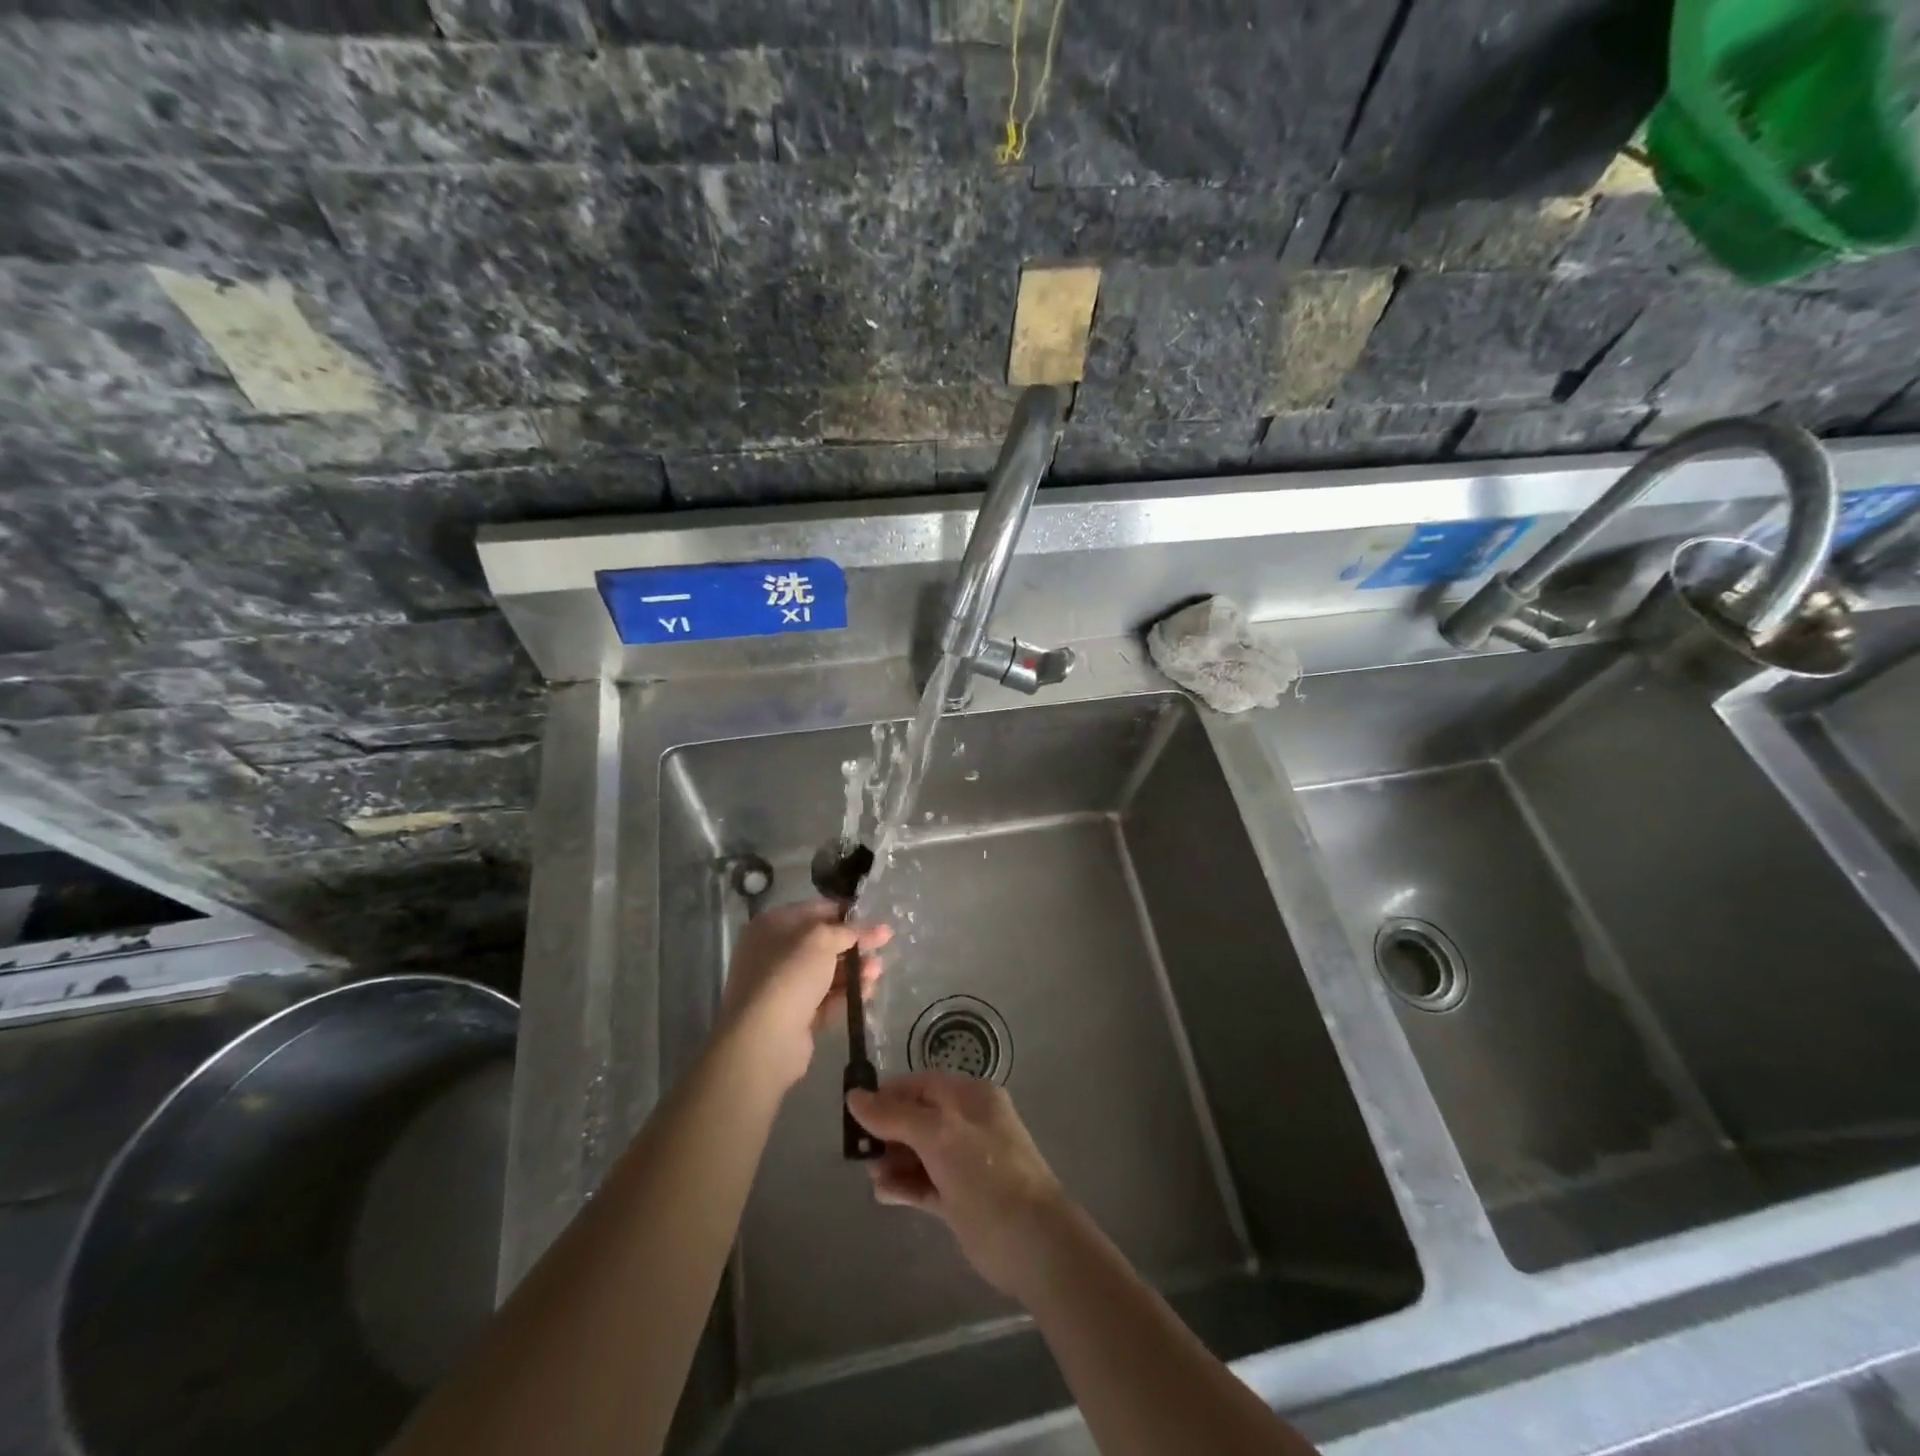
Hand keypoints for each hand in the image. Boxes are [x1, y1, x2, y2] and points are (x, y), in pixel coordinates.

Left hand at [718, 899, 890, 1091]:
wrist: (764, 1039)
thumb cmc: (790, 974)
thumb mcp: (822, 939)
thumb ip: (850, 930)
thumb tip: (876, 928)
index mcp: (772, 925)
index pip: (815, 910)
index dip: (846, 912)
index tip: (874, 917)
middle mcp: (773, 953)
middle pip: (822, 942)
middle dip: (853, 943)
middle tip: (883, 943)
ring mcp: (782, 987)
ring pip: (826, 972)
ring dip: (854, 969)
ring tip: (878, 970)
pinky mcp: (794, 1016)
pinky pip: (825, 999)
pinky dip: (846, 994)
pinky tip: (868, 991)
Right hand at [845, 1073, 1068, 1297]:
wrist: (1033, 1242)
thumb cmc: (986, 1174)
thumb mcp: (938, 1135)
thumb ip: (895, 1115)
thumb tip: (855, 1097)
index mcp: (971, 1097)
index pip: (922, 1085)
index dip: (889, 1095)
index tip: (856, 1113)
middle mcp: (969, 1123)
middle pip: (919, 1117)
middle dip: (888, 1131)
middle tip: (861, 1152)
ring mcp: (966, 1162)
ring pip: (919, 1152)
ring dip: (893, 1160)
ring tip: (873, 1175)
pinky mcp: (961, 1198)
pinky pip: (925, 1183)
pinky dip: (904, 1185)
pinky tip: (883, 1193)